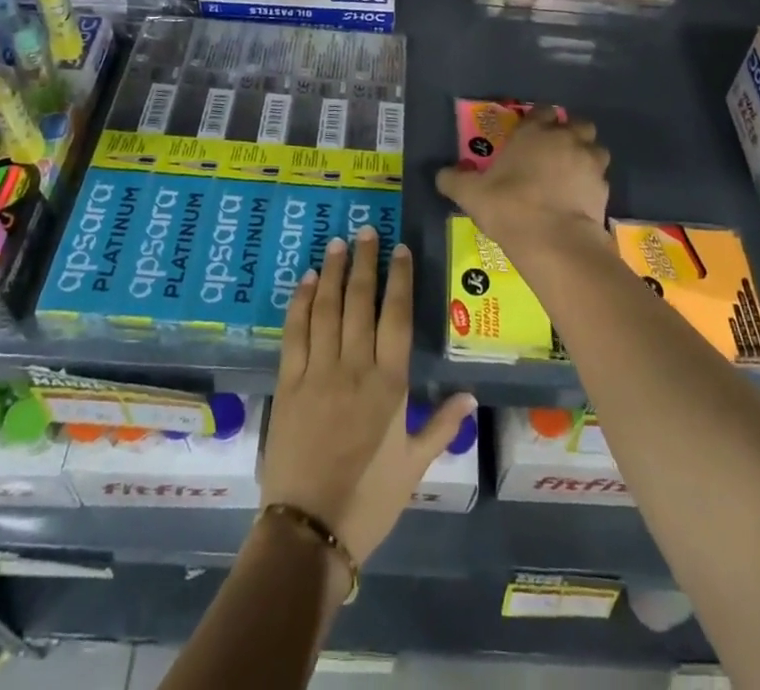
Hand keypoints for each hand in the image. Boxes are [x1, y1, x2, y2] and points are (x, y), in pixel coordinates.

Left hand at [259, 227, 475, 566]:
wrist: (309, 530)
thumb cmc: (369, 499)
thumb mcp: (414, 467)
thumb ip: (441, 426)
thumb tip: (471, 396)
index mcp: (390, 384)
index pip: (396, 316)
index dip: (399, 278)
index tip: (401, 248)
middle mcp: (355, 366)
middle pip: (361, 301)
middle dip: (366, 262)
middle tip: (366, 230)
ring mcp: (318, 371)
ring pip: (328, 308)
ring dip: (334, 272)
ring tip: (338, 243)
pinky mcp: (288, 382)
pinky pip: (296, 332)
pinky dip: (301, 302)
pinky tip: (307, 280)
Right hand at [435, 105, 610, 254]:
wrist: (553, 240)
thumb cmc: (509, 206)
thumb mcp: (471, 194)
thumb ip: (454, 180)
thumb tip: (441, 174)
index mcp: (534, 132)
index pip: (542, 110)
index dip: (539, 118)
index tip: (532, 131)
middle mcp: (565, 139)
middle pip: (578, 123)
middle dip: (571, 132)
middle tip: (556, 150)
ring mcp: (589, 163)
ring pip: (596, 148)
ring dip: (587, 156)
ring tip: (573, 174)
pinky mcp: (604, 189)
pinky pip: (601, 179)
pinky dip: (592, 185)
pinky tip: (580, 199)